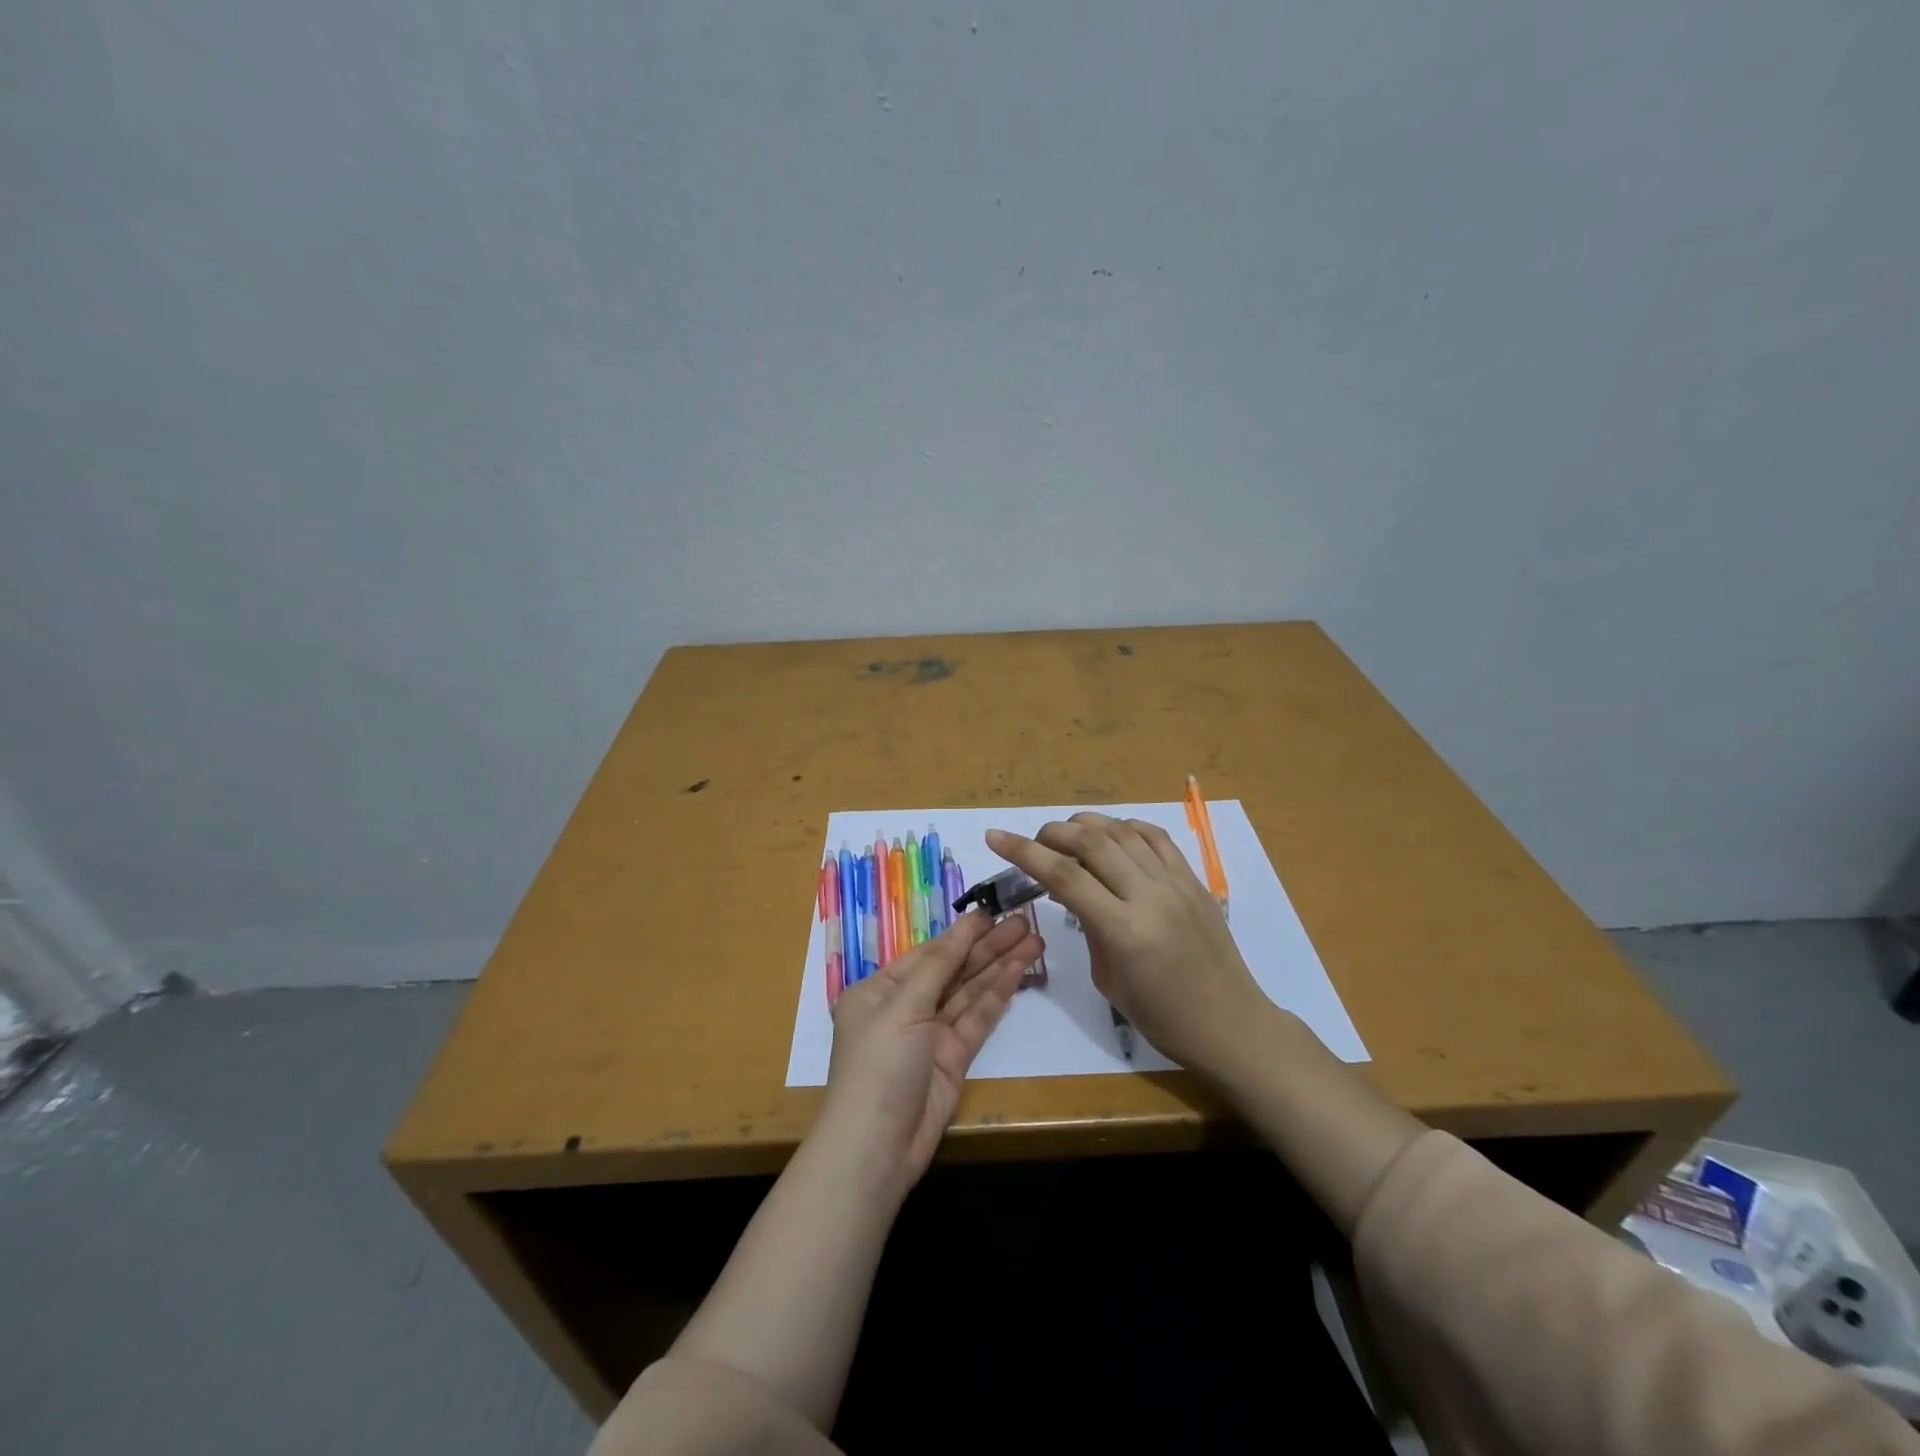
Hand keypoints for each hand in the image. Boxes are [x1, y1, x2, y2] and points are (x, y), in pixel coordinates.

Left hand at [819, 910, 1042, 1191]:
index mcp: (879, 990)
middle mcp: (905, 1008)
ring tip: (1034, 940)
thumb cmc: (878, 1065)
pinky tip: (1019, 970)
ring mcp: (931, 1035)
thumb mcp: (902, 1007)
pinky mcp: (954, 1059)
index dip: (961, 934)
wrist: (877, 1147)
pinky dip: (998, 995)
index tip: (992, 912)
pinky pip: (978, 1019)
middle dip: (987, 946)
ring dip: (999, 965)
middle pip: (953, 970)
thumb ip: (938, 966)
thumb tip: (962, 927)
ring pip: (970, 992)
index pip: (927, 953)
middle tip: (1025, 921)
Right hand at [986, 813, 1271, 1074]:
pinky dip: (1126, 827)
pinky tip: (1111, 835)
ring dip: (1086, 824)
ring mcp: (1177, 883)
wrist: (1230, 1024)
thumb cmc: (1162, 1017)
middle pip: (1092, 841)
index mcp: (1124, 931)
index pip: (1064, 876)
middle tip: (1033, 841)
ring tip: (1066, 834)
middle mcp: (1150, 896)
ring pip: (1123, 831)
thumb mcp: (1108, 979)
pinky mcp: (1195, 880)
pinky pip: (1156, 838)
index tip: (994, 837)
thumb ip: (1088, 927)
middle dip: (1052, 832)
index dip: (1023, 852)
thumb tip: (1072, 891)